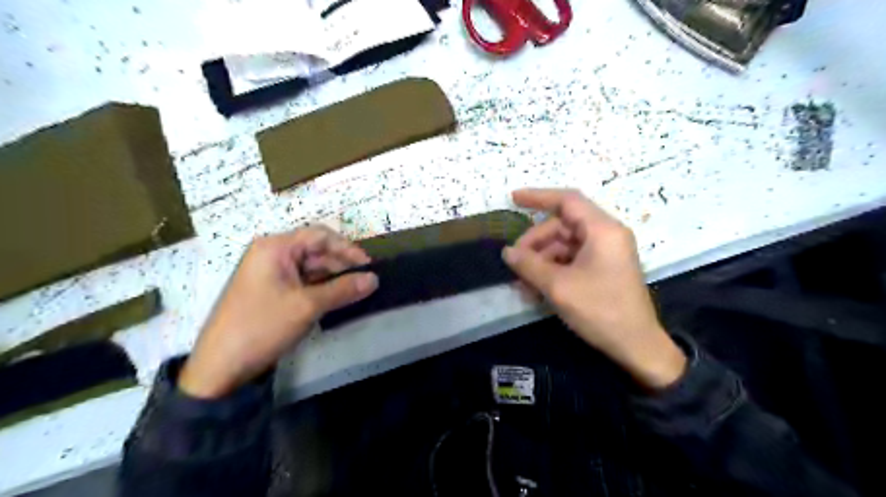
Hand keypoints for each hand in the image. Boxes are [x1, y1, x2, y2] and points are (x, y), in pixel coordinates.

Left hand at [177, 228, 373, 397]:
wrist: (219, 366)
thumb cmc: (262, 326)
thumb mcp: (308, 306)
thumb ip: (344, 290)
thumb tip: (375, 279)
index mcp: (275, 248)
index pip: (320, 236)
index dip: (347, 248)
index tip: (369, 266)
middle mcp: (272, 254)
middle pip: (316, 250)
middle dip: (342, 264)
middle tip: (366, 282)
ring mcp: (270, 273)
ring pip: (311, 267)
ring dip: (334, 278)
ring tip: (357, 291)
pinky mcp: (271, 290)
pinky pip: (303, 281)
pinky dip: (321, 288)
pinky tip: (337, 298)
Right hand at [506, 187, 684, 390]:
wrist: (636, 346)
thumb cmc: (600, 310)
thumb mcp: (559, 287)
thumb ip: (529, 265)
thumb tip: (506, 252)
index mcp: (602, 230)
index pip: (567, 201)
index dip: (538, 197)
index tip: (513, 199)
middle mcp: (605, 235)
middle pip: (561, 226)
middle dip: (535, 243)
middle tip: (515, 263)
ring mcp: (605, 252)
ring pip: (563, 245)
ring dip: (541, 261)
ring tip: (522, 284)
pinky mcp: (602, 268)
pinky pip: (571, 260)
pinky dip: (552, 270)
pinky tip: (535, 288)